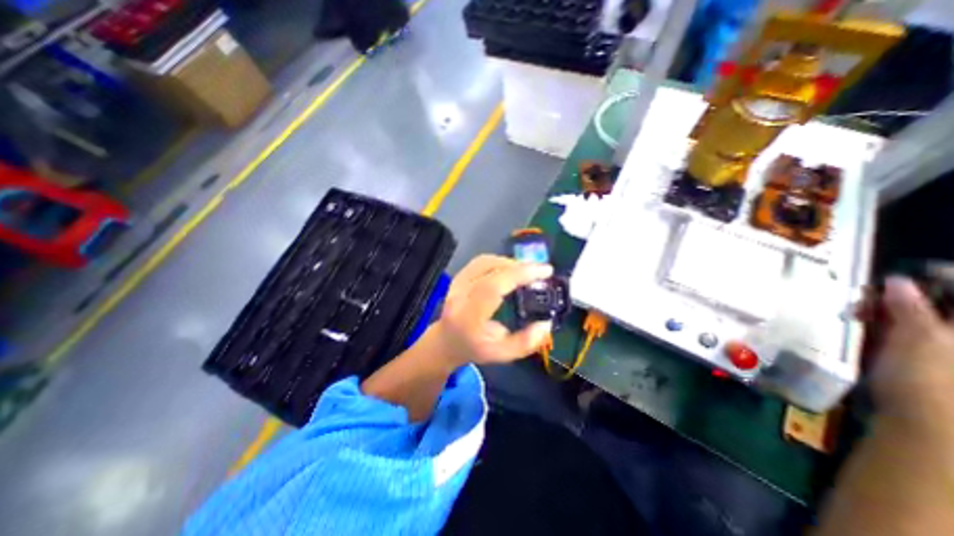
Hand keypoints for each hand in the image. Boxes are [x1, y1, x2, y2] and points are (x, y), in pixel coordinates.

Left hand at [431, 255, 556, 367]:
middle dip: (519, 267)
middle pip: (489, 270)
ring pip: (485, 262)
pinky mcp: (458, 276)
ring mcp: (456, 283)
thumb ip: (525, 343)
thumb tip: (546, 323)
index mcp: (468, 317)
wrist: (446, 342)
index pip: (492, 288)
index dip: (519, 275)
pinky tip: (511, 269)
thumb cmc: (474, 349)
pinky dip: (499, 261)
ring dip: (510, 262)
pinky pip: (480, 262)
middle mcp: (459, 296)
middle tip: (541, 271)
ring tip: (528, 270)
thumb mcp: (501, 355)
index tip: (544, 272)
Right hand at [870, 278, 953, 420]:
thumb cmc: (933, 382)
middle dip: (911, 296)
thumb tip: (897, 280)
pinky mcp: (933, 365)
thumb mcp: (918, 340)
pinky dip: (895, 328)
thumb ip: (909, 307)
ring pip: (928, 322)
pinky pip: (917, 336)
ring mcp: (945, 353)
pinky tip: (872, 329)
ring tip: (865, 312)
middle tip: (875, 295)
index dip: (942, 275)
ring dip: (897, 312)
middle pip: (945, 307)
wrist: (933, 433)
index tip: (905, 272)